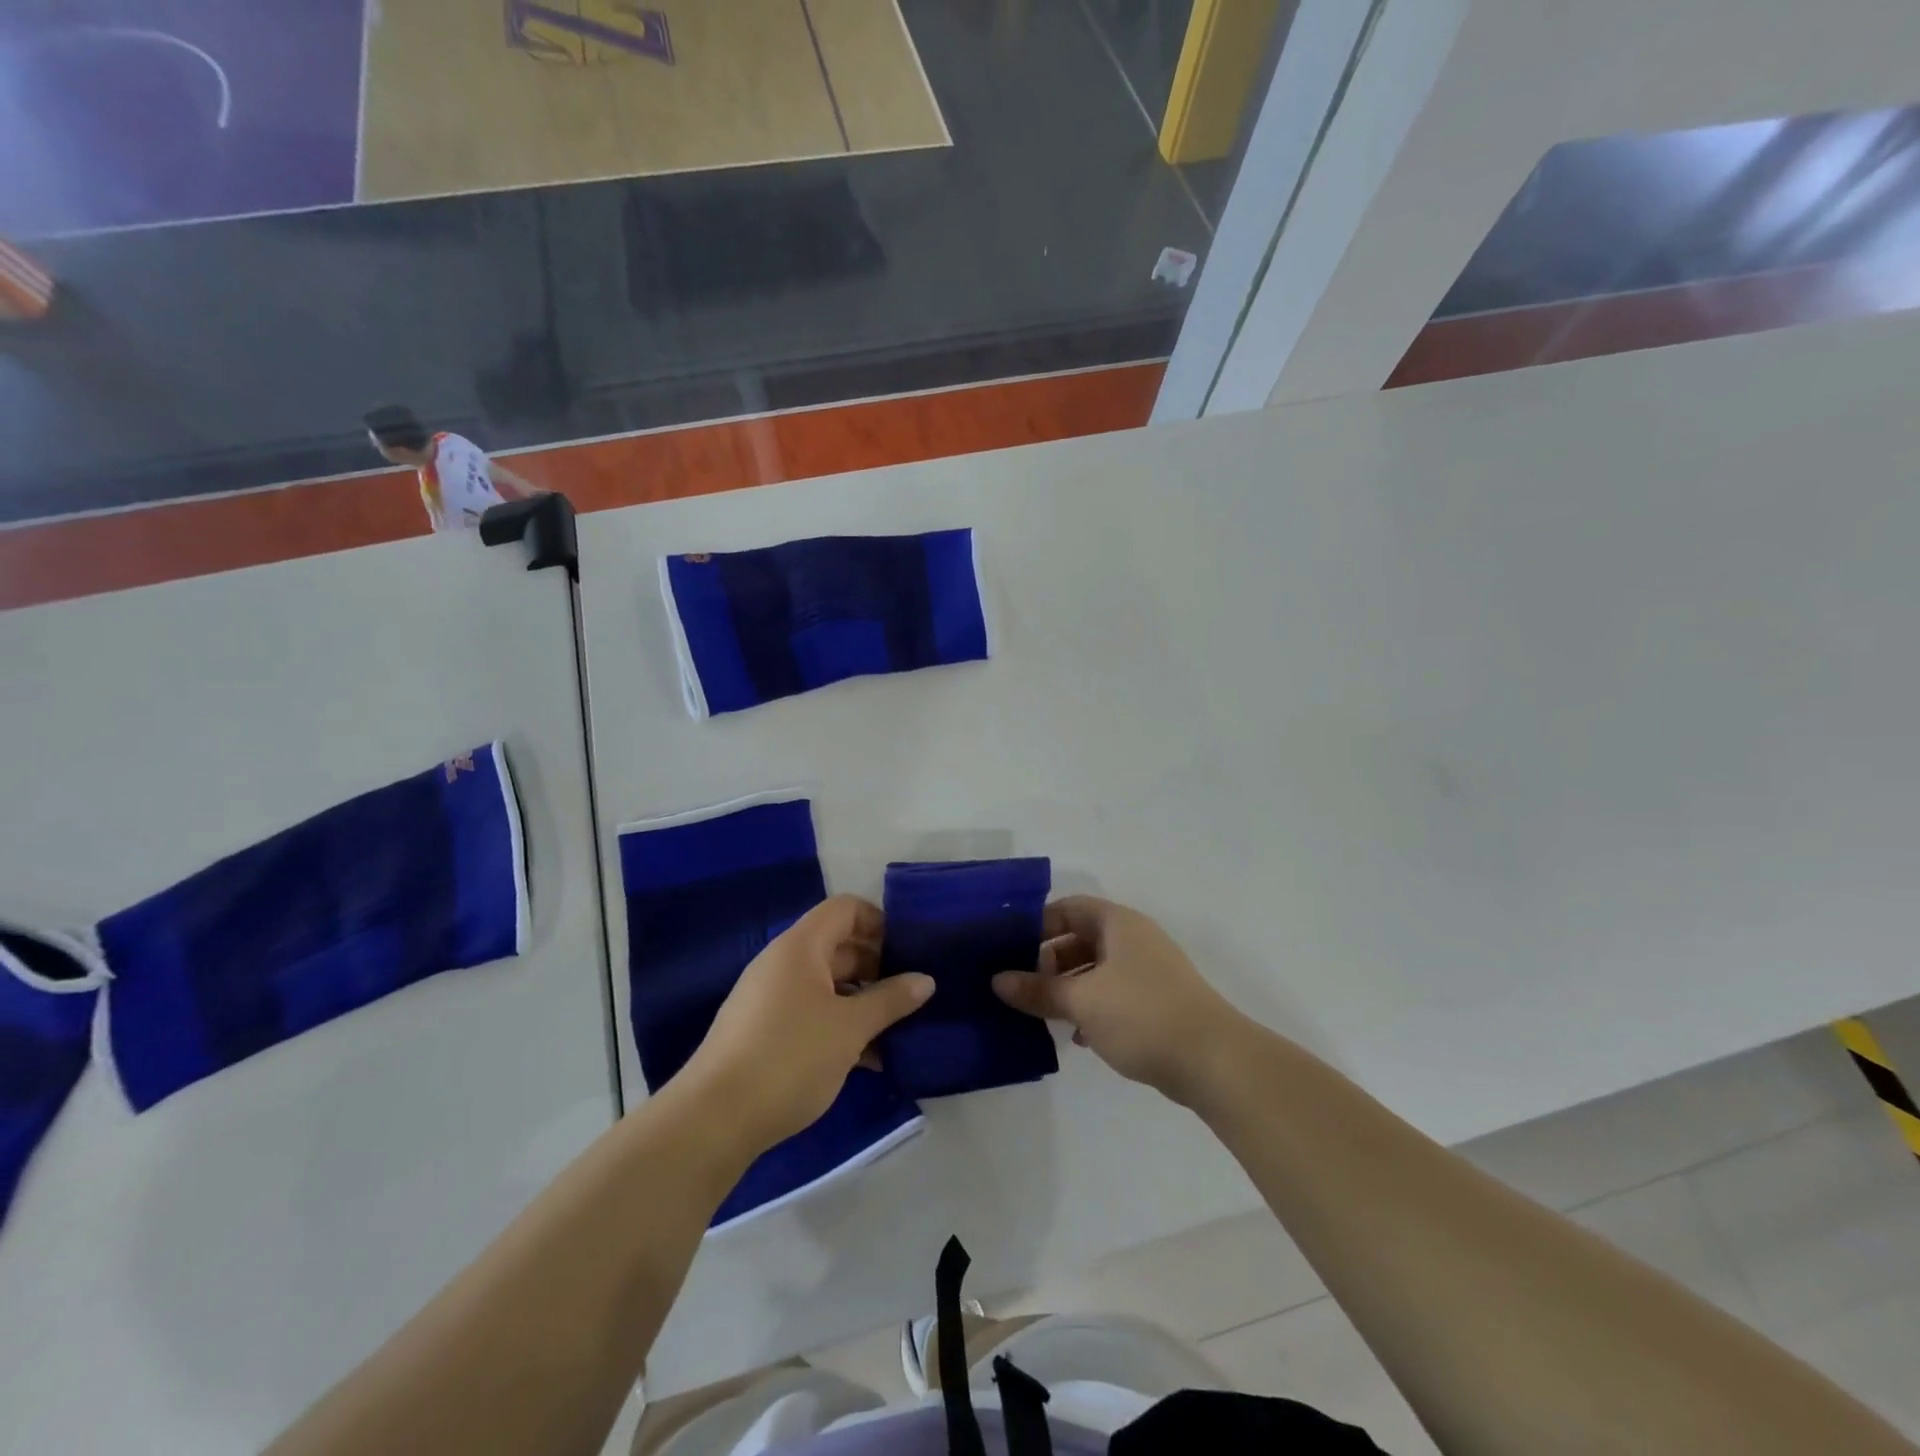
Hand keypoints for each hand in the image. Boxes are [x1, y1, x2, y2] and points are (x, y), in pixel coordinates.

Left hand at [682, 896, 932, 1154]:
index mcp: (801, 947)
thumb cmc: (789, 1057)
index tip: (909, 952)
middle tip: (910, 995)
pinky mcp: (763, 1031)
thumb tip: (926, 980)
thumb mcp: (850, 1028)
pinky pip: (811, 1012)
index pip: (845, 909)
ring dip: (862, 1002)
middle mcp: (783, 963)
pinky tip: (867, 1059)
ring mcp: (770, 998)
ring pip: (827, 985)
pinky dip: (839, 1025)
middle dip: (877, 966)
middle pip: (838, 946)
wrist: (714, 1119)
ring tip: (896, 1031)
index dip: (879, 922)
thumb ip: (890, 1000)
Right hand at [993, 896, 1243, 1103]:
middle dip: (1048, 961)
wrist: (1214, 1061)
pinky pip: (1112, 994)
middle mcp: (1133, 939)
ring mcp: (1148, 971)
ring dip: (1067, 988)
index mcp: (1117, 923)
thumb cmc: (1142, 1015)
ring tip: (1040, 1012)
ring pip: (1095, 969)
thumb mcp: (1081, 1000)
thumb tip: (997, 981)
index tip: (1008, 950)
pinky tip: (1076, 1036)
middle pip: (1079, 938)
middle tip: (1019, 986)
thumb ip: (1038, 989)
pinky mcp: (1156, 1002)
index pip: (1067, 908)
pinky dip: (1090, 1007)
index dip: (1037, 925)